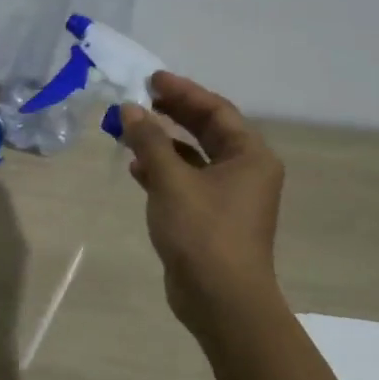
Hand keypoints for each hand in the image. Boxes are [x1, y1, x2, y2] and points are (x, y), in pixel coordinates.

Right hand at [118, 73, 285, 337]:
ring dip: (162, 141)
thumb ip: (150, 140)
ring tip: (129, 130)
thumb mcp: (172, 180)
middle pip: (207, 130)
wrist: (221, 300)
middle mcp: (244, 171)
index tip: (151, 79)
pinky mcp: (210, 216)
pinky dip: (163, 169)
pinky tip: (136, 168)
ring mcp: (229, 196)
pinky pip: (186, 180)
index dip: (183, 91)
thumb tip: (130, 108)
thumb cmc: (203, 232)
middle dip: (172, 113)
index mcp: (249, 156)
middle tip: (138, 98)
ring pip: (193, 156)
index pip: (216, 110)